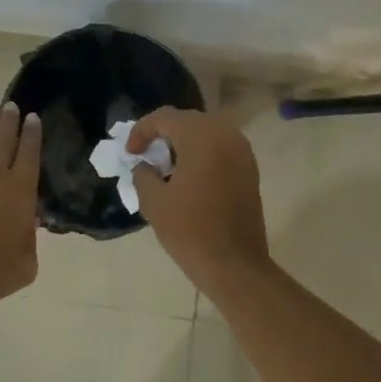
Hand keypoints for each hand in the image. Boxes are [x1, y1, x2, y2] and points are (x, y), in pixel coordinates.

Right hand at [127, 108, 270, 295]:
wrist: (233, 263)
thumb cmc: (189, 230)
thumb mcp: (153, 201)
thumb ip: (143, 174)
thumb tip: (145, 165)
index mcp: (200, 136)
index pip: (165, 118)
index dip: (142, 131)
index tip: (130, 153)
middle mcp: (225, 134)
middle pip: (188, 121)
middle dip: (164, 134)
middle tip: (146, 155)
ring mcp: (242, 151)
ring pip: (207, 133)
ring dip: (184, 143)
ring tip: (166, 166)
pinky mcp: (249, 169)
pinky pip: (221, 148)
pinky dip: (202, 154)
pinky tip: (189, 177)